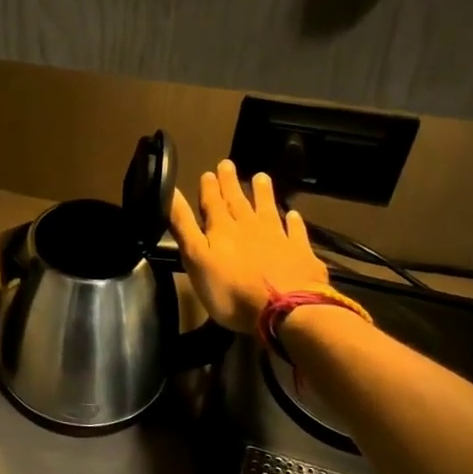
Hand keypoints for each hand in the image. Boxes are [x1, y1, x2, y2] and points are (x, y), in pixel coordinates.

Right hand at [170, 159, 329, 333]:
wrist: (285, 310)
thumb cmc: (231, 290)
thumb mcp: (196, 259)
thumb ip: (184, 226)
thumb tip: (172, 193)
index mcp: (222, 230)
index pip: (212, 203)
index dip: (209, 188)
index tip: (208, 172)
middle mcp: (250, 227)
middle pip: (238, 202)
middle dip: (231, 184)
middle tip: (228, 164)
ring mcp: (278, 238)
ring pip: (268, 210)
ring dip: (263, 194)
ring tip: (261, 177)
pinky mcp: (300, 254)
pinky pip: (296, 232)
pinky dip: (294, 222)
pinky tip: (294, 215)